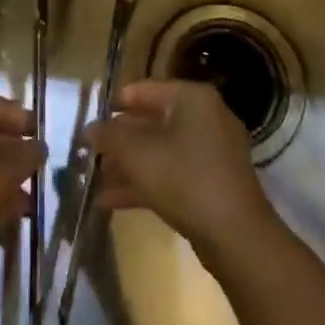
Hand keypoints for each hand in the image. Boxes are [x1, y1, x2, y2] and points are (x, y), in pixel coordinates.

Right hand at [83, 80, 276, 257]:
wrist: (235, 235)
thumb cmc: (184, 179)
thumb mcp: (137, 154)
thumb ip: (108, 136)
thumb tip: (89, 129)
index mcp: (192, 98)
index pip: (144, 90)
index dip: (113, 105)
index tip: (88, 122)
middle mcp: (205, 117)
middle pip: (151, 121)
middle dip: (118, 141)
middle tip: (89, 154)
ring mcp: (212, 151)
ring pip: (160, 151)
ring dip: (127, 165)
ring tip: (93, 180)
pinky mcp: (212, 182)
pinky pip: (172, 173)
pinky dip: (145, 183)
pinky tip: (109, 201)